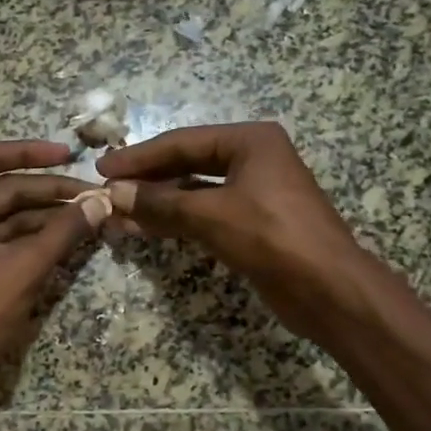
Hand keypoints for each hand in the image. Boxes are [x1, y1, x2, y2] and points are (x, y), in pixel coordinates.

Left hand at [0, 140, 96, 396]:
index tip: (68, 155)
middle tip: (95, 197)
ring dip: (48, 218)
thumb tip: (102, 200)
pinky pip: (9, 244)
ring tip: (92, 218)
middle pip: (5, 190)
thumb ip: (65, 230)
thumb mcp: (25, 267)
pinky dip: (38, 241)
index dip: (29, 151)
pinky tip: (71, 242)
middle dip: (50, 192)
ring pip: (10, 219)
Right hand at [98, 122, 378, 343]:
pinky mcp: (252, 224)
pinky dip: (176, 220)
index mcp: (250, 141)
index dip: (140, 157)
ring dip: (158, 203)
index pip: (182, 142)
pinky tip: (146, 228)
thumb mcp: (211, 215)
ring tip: (118, 214)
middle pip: (187, 164)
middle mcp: (253, 159)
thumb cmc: (272, 237)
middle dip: (147, 180)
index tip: (103, 168)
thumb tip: (113, 194)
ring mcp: (254, 192)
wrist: (328, 289)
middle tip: (107, 190)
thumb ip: (160, 203)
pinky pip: (205, 214)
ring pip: (194, 191)